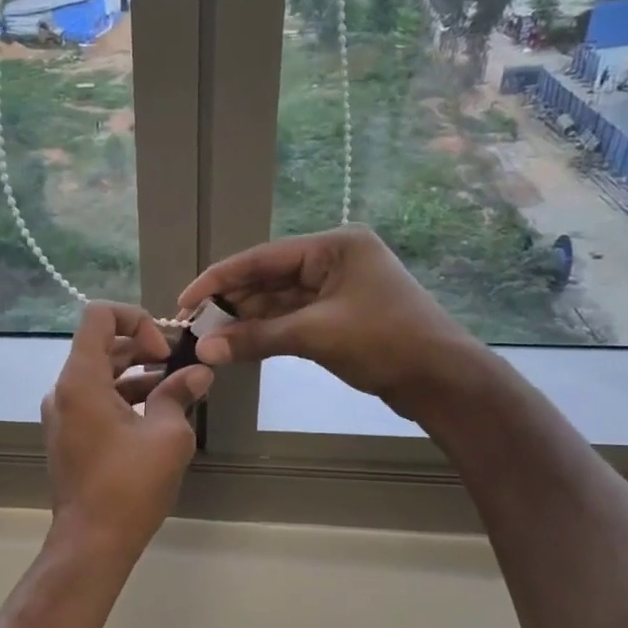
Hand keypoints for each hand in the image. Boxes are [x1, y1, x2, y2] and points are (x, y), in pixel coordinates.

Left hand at [42, 303, 212, 554]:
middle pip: (100, 345)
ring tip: (176, 390)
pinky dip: (123, 397)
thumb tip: (199, 373)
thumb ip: (179, 394)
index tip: (162, 352)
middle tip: (178, 366)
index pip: (98, 316)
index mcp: (81, 380)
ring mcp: (62, 414)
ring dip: (136, 374)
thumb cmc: (129, 485)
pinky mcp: (68, 436)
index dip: (136, 320)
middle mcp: (63, 390)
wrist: (91, 541)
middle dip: (142, 347)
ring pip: (99, 374)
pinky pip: (94, 400)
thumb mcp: (167, 436)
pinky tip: (156, 415)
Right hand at [177, 226, 487, 418]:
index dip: (219, 278)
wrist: (442, 381)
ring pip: (278, 302)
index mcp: (334, 247)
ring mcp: (337, 290)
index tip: (185, 300)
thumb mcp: (315, 336)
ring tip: (210, 339)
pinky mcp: (338, 317)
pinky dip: (266, 332)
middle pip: (268, 278)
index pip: (263, 257)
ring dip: (247, 321)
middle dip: (232, 302)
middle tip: (194, 325)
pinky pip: (291, 320)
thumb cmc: (385, 342)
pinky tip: (239, 344)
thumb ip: (256, 338)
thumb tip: (204, 349)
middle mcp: (333, 260)